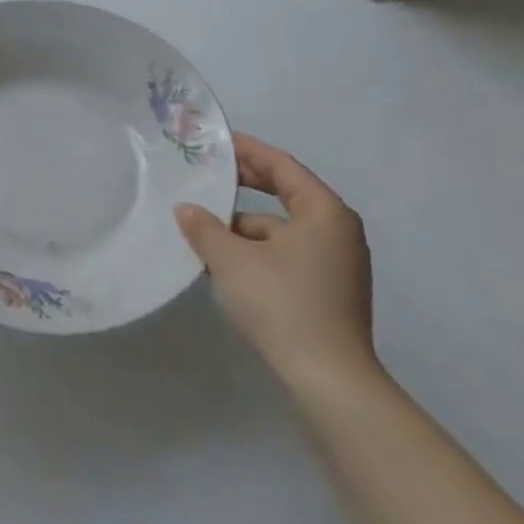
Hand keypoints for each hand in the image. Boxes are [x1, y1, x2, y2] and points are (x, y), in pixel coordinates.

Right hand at [176, 133, 375, 389]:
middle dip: (244, 187)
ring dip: (244, 227)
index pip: (282, 166)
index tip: (217, 142)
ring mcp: (337, 264)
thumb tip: (186, 209)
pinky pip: (287, 256)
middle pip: (285, 195)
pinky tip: (225, 264)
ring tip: (203, 229)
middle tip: (206, 176)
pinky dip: (257, 253)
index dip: (248, 150)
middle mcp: (337, 231)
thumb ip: (205, 228)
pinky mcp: (329, 292)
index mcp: (324, 212)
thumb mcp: (232, 260)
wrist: (328, 380)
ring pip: (282, 230)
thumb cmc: (282, 303)